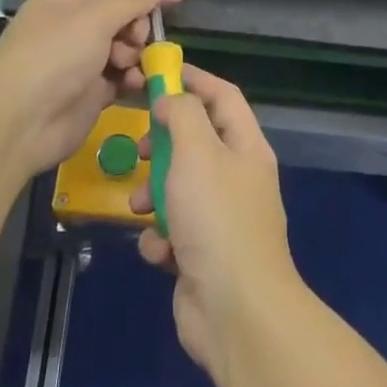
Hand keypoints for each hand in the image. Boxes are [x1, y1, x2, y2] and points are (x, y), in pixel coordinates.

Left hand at [0, 0, 185, 178]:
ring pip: (124, 52)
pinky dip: (132, 81)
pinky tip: (136, 86)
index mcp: (65, 4)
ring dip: (137, 58)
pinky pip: (121, 81)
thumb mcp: (95, 17)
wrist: (19, 122)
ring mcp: (79, 66)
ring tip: (132, 68)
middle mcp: (71, 31)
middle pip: (121, 21)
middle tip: (136, 42)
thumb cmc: (55, 56)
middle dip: (137, 30)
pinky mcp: (88, 97)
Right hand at [130, 66, 297, 378]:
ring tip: (140, 207)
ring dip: (153, 194)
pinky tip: (159, 250)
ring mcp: (221, 219)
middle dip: (163, 144)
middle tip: (140, 148)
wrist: (236, 312)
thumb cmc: (216, 219)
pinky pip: (173, 230)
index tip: (158, 74)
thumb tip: (171, 98)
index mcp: (246, 148)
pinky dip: (160, 237)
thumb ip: (182, 115)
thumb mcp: (196, 153)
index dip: (193, 80)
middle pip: (196, 142)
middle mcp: (237, 178)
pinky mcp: (202, 254)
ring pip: (178, 188)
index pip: (223, 96)